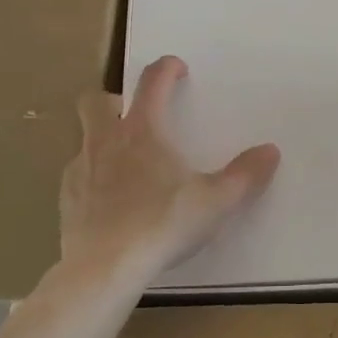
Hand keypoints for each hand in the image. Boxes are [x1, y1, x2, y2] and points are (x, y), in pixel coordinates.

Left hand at [61, 56, 280, 284]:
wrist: (105, 268)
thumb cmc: (163, 224)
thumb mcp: (216, 201)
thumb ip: (245, 175)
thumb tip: (270, 152)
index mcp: (143, 130)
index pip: (152, 82)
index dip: (166, 69)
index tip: (177, 69)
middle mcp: (106, 140)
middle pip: (96, 100)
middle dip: (115, 99)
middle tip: (137, 116)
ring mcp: (80, 169)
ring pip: (84, 138)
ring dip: (103, 140)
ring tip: (127, 164)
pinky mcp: (67, 199)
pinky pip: (78, 175)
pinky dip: (92, 177)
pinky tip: (110, 201)